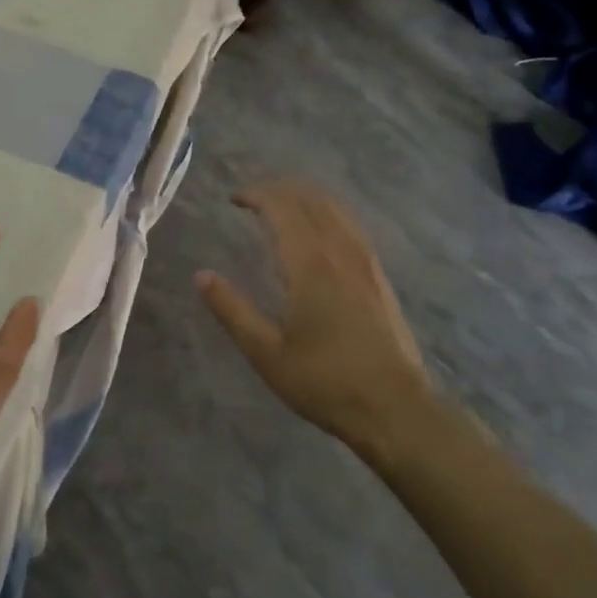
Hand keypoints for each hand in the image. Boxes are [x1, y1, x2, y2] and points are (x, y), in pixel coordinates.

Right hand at [196, 180, 434, 457]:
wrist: (395, 408)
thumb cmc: (324, 382)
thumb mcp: (266, 353)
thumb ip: (232, 310)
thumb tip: (201, 276)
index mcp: (310, 264)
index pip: (282, 208)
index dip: (256, 195)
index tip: (233, 199)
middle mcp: (340, 251)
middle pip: (311, 199)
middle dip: (279, 189)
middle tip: (252, 198)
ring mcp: (366, 262)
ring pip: (335, 209)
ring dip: (305, 198)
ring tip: (281, 206)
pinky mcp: (379, 276)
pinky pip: (350, 225)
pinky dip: (327, 213)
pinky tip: (319, 232)